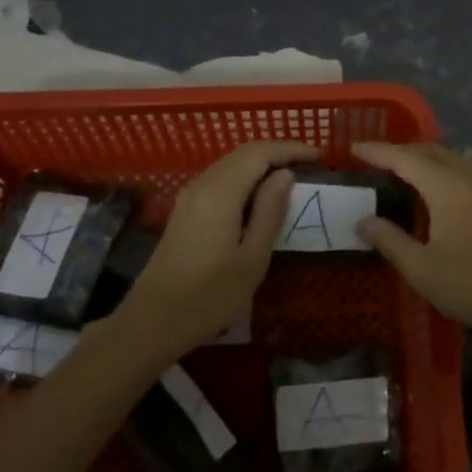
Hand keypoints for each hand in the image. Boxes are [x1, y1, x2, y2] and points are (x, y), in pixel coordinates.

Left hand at [112, 140, 316, 360]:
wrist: (153, 321)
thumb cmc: (210, 295)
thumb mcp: (252, 257)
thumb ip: (270, 211)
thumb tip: (285, 174)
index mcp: (222, 192)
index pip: (260, 153)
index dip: (290, 149)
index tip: (318, 156)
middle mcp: (203, 184)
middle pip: (243, 153)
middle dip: (277, 152)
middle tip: (308, 163)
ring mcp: (190, 196)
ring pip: (230, 164)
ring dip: (261, 164)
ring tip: (289, 177)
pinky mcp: (184, 210)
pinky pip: (220, 179)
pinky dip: (245, 177)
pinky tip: (259, 196)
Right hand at [353, 141, 471, 340]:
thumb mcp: (422, 269)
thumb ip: (390, 241)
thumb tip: (363, 220)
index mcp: (446, 188)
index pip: (404, 158)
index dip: (377, 151)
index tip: (353, 148)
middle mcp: (467, 177)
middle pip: (429, 151)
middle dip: (399, 150)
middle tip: (373, 159)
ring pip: (449, 157)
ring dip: (423, 156)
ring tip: (401, 168)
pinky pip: (464, 168)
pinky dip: (442, 167)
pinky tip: (438, 184)